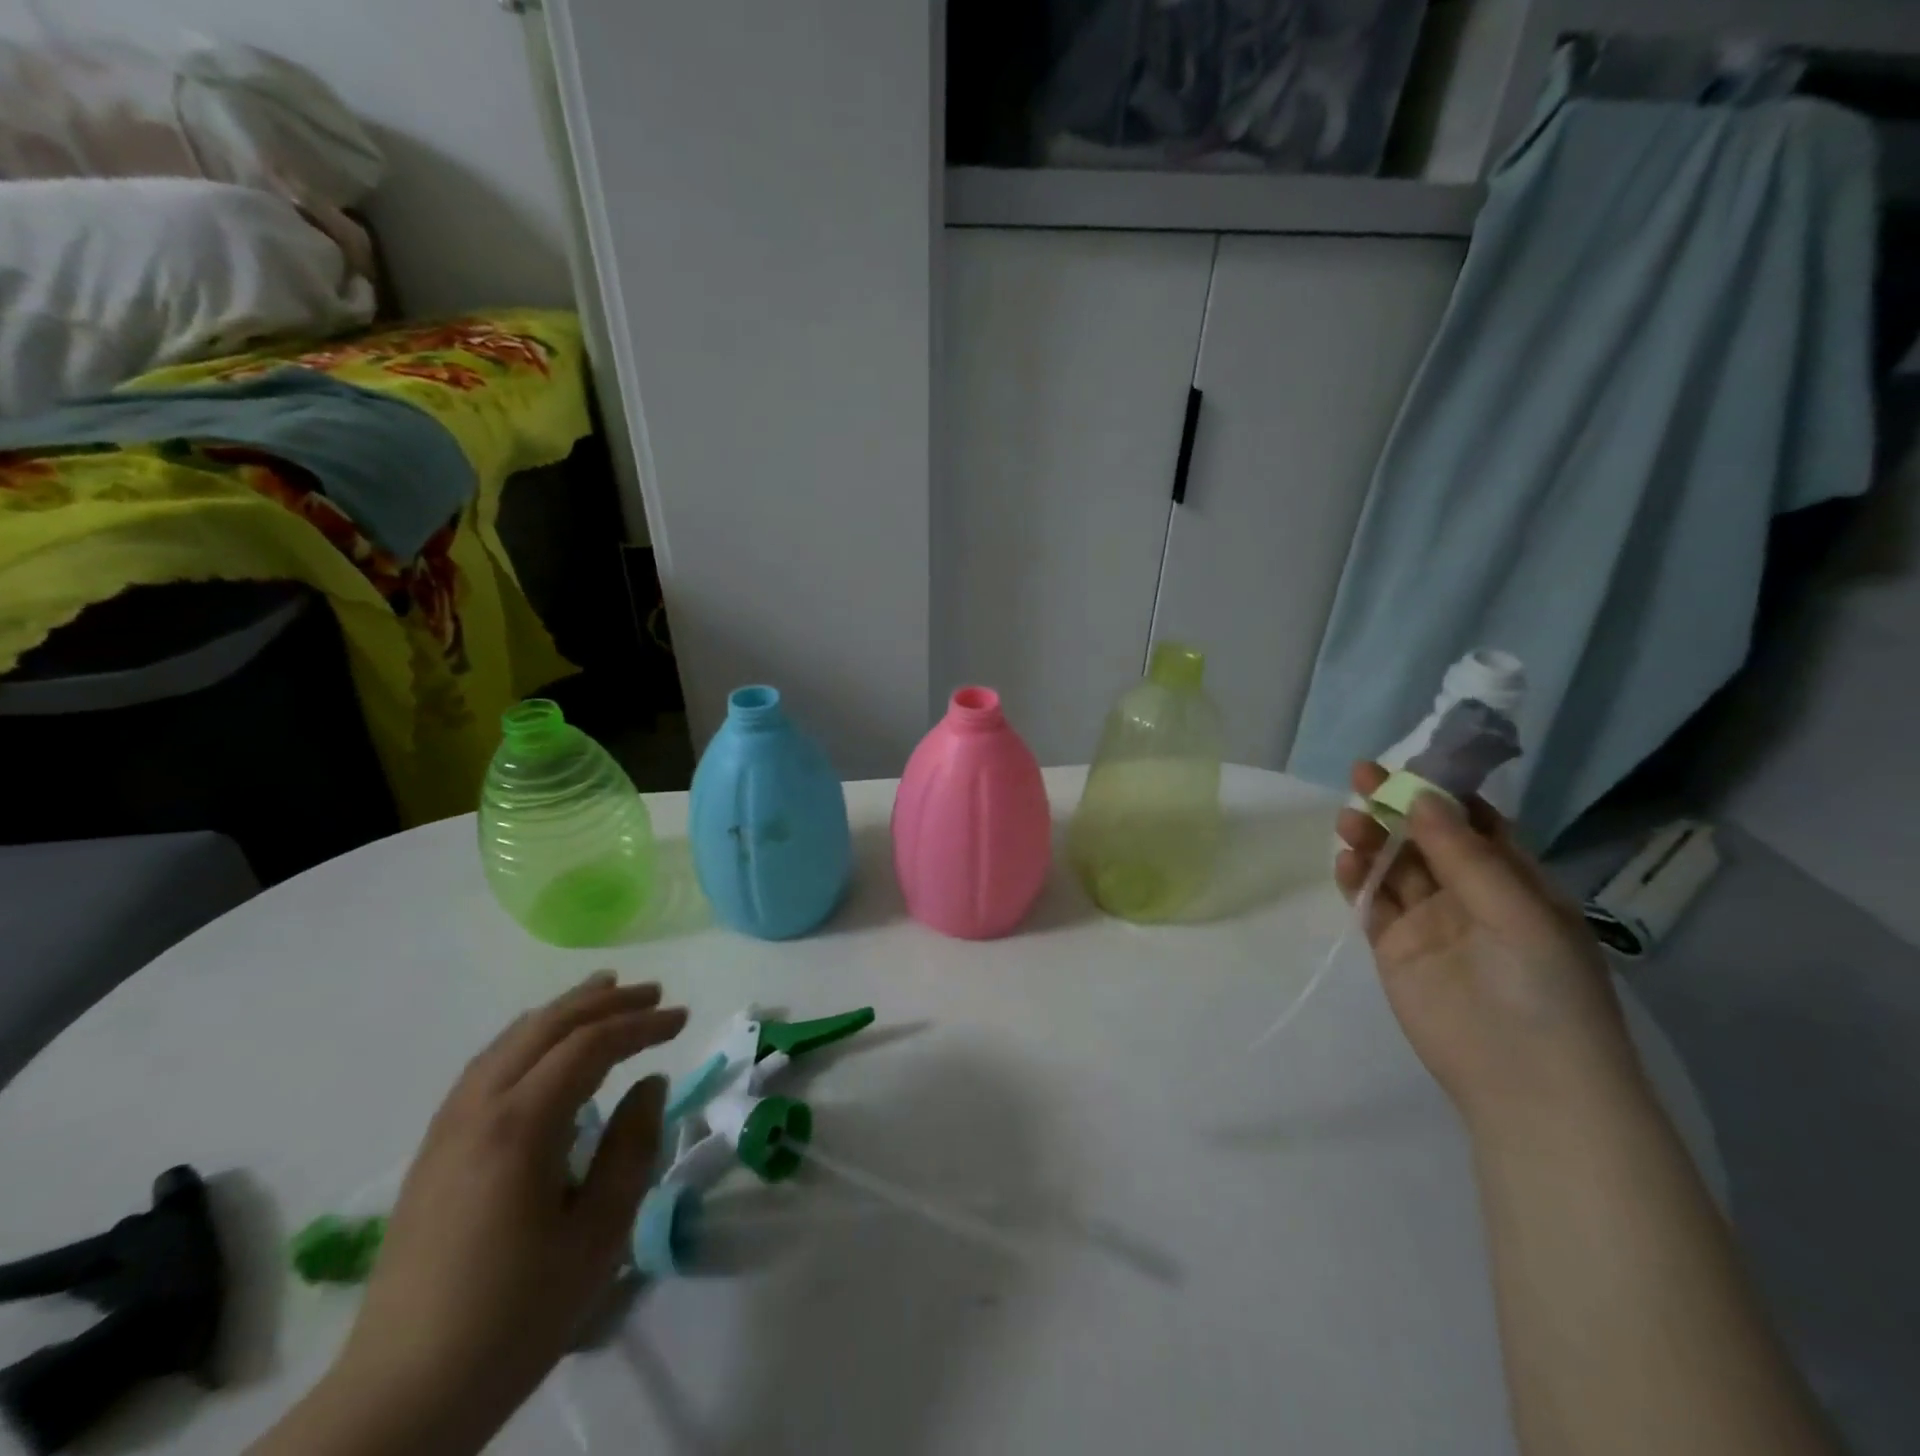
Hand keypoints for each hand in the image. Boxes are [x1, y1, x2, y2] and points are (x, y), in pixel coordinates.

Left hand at [255, 973, 686, 1455]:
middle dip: (605, 1003)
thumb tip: (650, 1083)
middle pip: (546, 1027)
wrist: (401, 1395)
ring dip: (563, 1011)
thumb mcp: (598, 1236)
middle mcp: (478, 1110)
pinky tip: (543, 1044)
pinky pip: (487, 1064)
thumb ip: (631, 1148)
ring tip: (604, 992)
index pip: (590, 1045)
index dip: (641, 1024)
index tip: (682, 1018)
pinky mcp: (433, 1150)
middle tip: (653, 993)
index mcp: (520, 1128)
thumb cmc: (515, 1315)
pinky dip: (528, 1036)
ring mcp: (447, 1128)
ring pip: (511, 1039)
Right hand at [1335, 762, 1643, 1133]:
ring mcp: (1429, 922)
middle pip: (1425, 839)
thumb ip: (1465, 854)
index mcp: (1515, 882)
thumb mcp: (1517, 911)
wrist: (1525, 1083)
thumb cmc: (1543, 989)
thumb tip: (1423, 796)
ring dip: (1372, 838)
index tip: (1409, 763)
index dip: (1443, 791)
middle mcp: (1470, 895)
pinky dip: (1357, 878)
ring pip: (1394, 866)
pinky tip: (1347, 861)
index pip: (1475, 823)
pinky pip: (1372, 902)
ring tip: (1348, 821)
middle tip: (1362, 776)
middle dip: (1396, 806)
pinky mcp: (1394, 947)